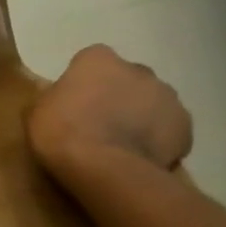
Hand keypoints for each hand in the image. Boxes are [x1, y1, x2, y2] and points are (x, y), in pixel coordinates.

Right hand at [28, 45, 192, 181]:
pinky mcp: (186, 126)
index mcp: (98, 58)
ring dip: (143, 116)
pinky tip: (146, 157)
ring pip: (153, 102)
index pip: (92, 63)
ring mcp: (166, 95)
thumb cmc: (63, 132)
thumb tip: (61, 99)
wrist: (105, 168)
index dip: (86, 85)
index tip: (78, 107)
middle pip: (128, 79)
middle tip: (103, 125)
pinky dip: (162, 140)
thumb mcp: (39, 110)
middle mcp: (136, 68)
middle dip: (120, 96)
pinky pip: (172, 129)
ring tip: (127, 145)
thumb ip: (54, 97)